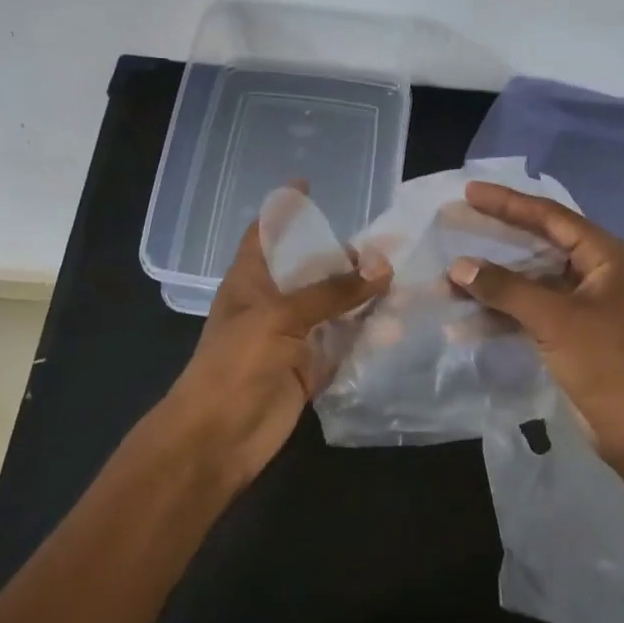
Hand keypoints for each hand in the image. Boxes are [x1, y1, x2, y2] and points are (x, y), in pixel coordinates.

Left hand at [163, 217, 389, 486]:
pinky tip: (398, 326)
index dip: (284, 209)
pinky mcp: (310, 369)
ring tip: (405, 281)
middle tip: (388, 245)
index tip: (310, 184)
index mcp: (251, 280)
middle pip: (310, 270)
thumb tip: (382, 267)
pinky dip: (367, 337)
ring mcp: (293, 337)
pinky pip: (343, 346)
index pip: (266, 233)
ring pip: (333, 308)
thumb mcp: (281, 317)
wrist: (218, 438)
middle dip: (343, 256)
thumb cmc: (236, 364)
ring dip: (363, 298)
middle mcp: (273, 303)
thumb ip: (332, 292)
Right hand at [446, 181, 623, 469]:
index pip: (551, 218)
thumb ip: (506, 289)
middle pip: (539, 246)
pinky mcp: (573, 336)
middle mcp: (598, 274)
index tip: (470, 192)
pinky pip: (532, 313)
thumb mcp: (556, 320)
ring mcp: (585, 306)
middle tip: (456, 224)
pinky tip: (466, 320)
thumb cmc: (609, 363)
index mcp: (607, 257)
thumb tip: (459, 266)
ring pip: (531, 283)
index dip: (509, 204)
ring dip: (493, 284)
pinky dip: (502, 315)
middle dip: (496, 241)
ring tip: (449, 281)